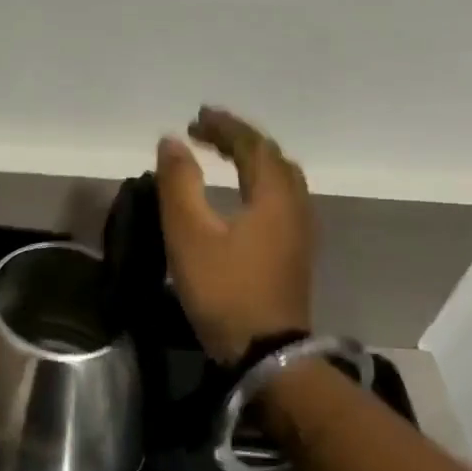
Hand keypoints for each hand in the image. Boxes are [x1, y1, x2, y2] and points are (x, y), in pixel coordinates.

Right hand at [155, 107, 313, 362]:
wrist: (267, 352)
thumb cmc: (224, 289)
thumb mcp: (189, 234)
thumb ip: (178, 184)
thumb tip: (172, 141)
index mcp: (272, 196)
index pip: (253, 146)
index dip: (225, 126)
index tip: (196, 118)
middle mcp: (294, 207)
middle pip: (273, 159)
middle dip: (240, 139)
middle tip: (206, 133)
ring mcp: (299, 233)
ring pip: (281, 180)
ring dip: (252, 161)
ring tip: (222, 157)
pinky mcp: (294, 253)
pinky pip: (280, 200)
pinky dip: (257, 183)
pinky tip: (239, 196)